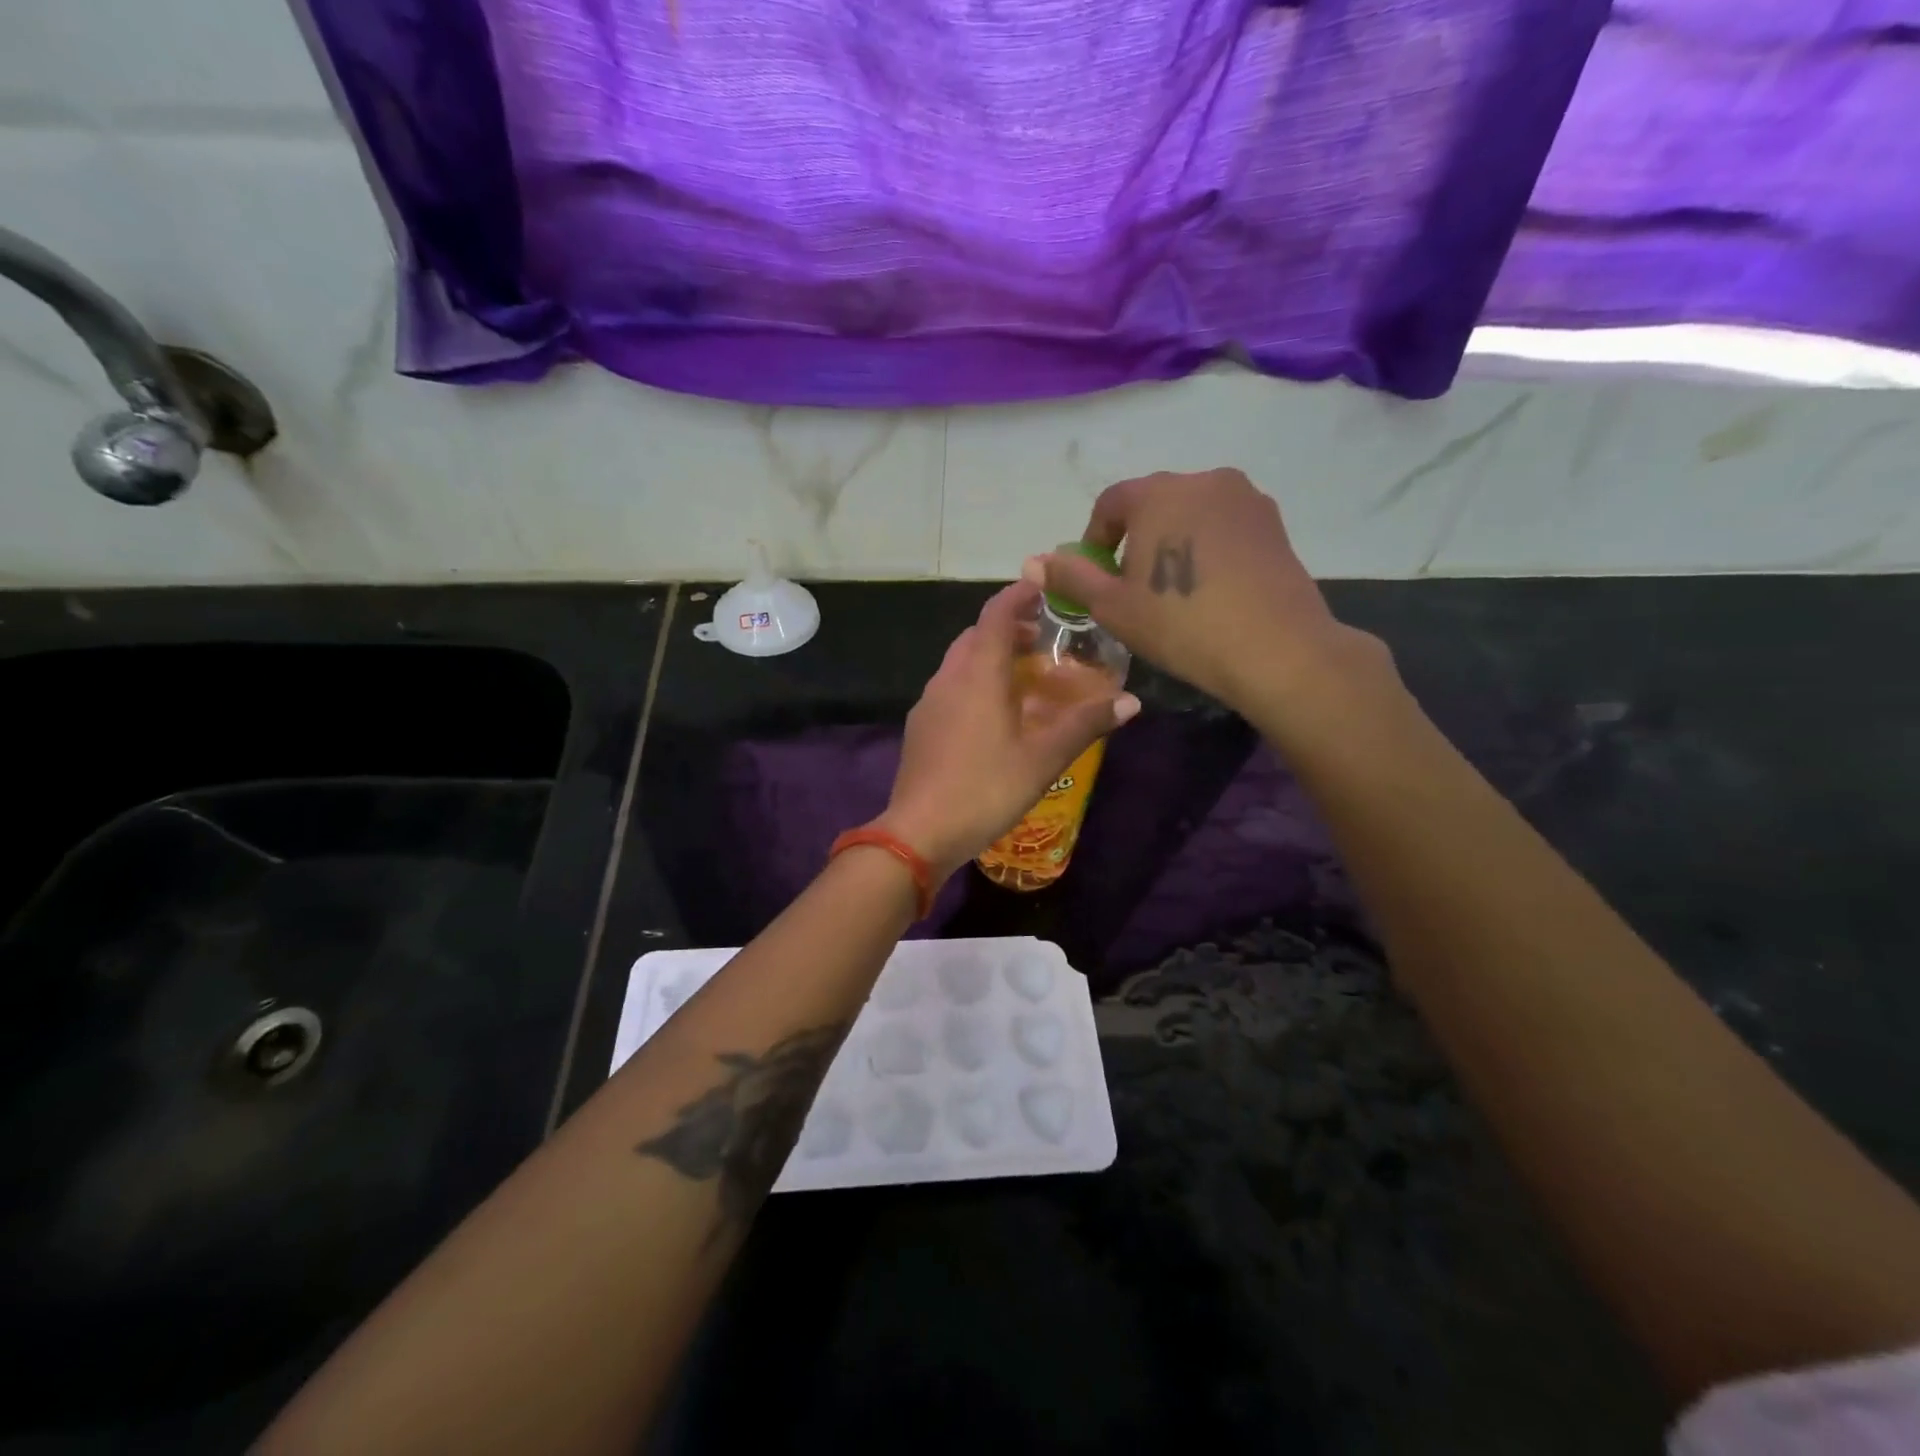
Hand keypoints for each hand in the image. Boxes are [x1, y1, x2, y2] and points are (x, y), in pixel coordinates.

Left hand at [877, 580, 1139, 881]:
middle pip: (976, 636)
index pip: (997, 615)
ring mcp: (928, 702)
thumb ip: (1085, 725)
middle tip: (1043, 639)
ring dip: (990, 657)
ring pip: (960, 662)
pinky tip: (993, 715)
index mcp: (978, 674)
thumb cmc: (985, 788)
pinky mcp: (920, 726)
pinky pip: (950, 688)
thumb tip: (1131, 702)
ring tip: (1024, 677)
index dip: (1019, 594)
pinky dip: (974, 683)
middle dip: (1008, 628)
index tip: (1043, 585)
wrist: (919, 832)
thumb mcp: (1043, 758)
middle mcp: (948, 678)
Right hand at [1031, 468, 1392, 719]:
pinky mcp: (1274, 522)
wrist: (1274, 648)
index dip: (1096, 539)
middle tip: (1136, 587)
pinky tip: (1211, 588)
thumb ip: (1072, 577)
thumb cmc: (1180, 624)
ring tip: (1175, 589)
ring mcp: (1245, 498)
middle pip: (1154, 503)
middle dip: (1137, 538)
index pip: (1111, 503)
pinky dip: (1208, 547)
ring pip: (1192, 513)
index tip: (1100, 577)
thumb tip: (1032, 561)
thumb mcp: (1113, 606)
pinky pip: (1225, 526)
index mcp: (1158, 493)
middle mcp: (1203, 480)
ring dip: (1174, 541)